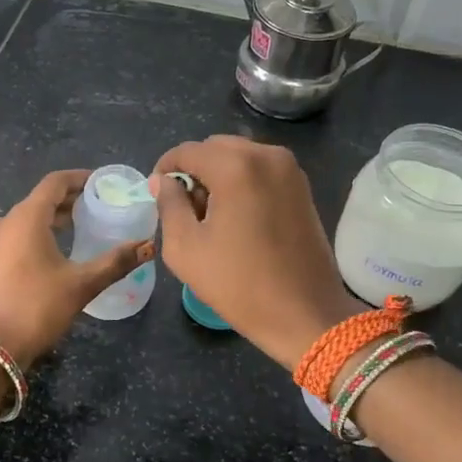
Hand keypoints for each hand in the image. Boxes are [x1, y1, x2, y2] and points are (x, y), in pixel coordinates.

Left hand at [0, 169, 153, 366]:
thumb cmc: (36, 307)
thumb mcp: (81, 284)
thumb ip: (116, 262)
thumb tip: (149, 246)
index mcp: (27, 218)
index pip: (54, 183)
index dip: (79, 178)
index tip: (102, 183)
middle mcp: (8, 223)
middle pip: (42, 199)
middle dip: (70, 199)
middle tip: (100, 205)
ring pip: (30, 218)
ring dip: (56, 217)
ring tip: (84, 225)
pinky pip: (21, 235)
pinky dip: (43, 233)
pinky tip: (60, 251)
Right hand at [152, 137, 361, 370]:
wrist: (305, 313)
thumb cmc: (239, 284)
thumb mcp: (186, 248)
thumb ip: (169, 205)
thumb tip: (163, 181)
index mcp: (235, 167)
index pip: (187, 151)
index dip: (165, 168)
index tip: (156, 192)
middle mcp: (266, 155)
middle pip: (215, 148)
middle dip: (194, 170)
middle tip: (184, 207)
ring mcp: (289, 169)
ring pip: (239, 156)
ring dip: (219, 175)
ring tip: (211, 215)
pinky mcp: (302, 186)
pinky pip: (261, 170)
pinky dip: (243, 182)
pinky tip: (238, 217)